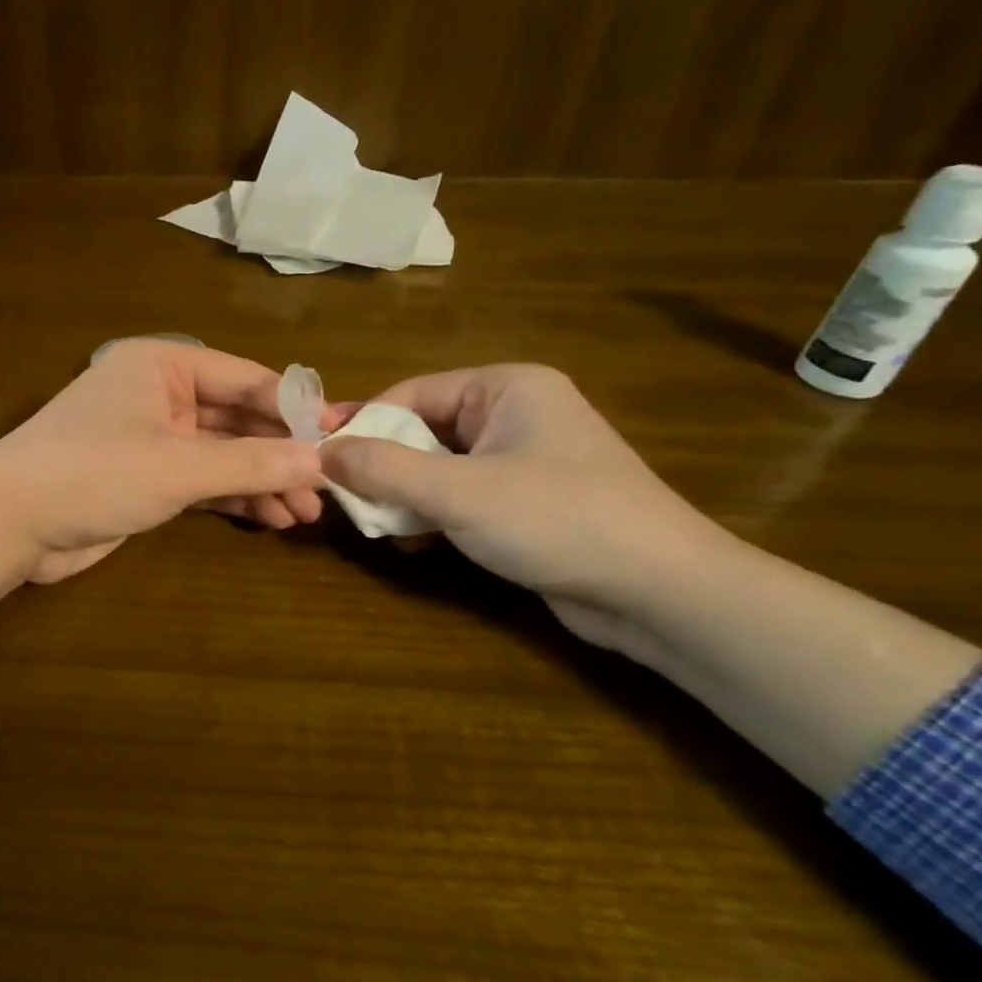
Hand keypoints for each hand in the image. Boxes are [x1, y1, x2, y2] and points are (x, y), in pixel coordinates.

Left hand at [0, 338, 329, 582]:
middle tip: (327, 487)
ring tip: (306, 513)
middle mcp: (158, 394)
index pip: (244, 378)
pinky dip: (233, 496)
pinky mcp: (144, 479)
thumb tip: (322, 461)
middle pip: (235, 418)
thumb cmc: (93, 473)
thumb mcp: (178, 467)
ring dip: (261, 480)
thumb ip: (251, 463)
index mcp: (161, 365)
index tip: (343, 436)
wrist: (8, 524)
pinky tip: (270, 517)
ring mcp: (150, 438)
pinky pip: (201, 480)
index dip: (295, 408)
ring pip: (221, 453)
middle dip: (279, 453)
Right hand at [319, 364, 727, 653]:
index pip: (409, 394)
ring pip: (436, 467)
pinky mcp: (525, 502)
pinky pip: (459, 496)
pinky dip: (431, 515)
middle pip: (421, 431)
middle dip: (381, 467)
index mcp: (505, 387)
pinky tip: (413, 542)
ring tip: (377, 526)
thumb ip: (383, 468)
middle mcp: (513, 413)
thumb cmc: (559, 520)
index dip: (361, 425)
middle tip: (345, 500)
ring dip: (403, 496)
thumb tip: (320, 452)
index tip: (318, 458)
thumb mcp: (459, 491)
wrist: (663, 594)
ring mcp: (522, 459)